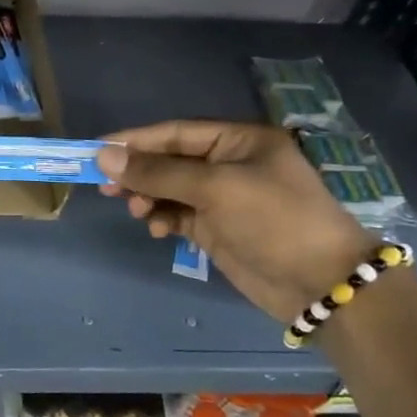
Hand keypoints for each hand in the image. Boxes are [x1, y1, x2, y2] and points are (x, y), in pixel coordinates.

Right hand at [97, 120, 374, 322]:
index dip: (135, 140)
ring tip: (137, 211)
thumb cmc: (274, 220)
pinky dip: (162, 218)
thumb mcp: (216, 189)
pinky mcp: (218, 228)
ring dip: (148, 197)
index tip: (96, 150)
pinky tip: (157, 229)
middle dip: (139, 172)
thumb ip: (158, 172)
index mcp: (239, 140)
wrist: (321, 283)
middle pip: (170, 160)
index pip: (176, 132)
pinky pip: (177, 215)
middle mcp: (230, 163)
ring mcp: (224, 198)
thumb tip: (104, 156)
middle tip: (106, 186)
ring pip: (170, 189)